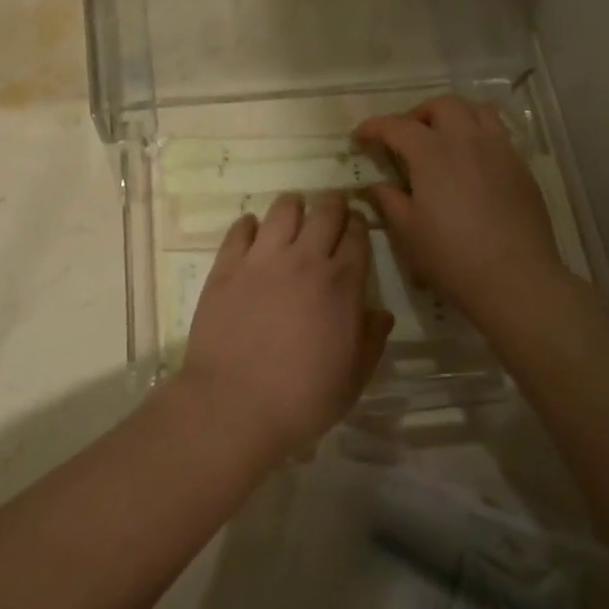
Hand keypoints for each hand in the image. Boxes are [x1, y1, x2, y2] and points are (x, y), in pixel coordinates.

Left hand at [178, 191, 393, 457]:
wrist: (234, 404)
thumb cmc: (302, 398)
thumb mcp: (353, 378)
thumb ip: (371, 340)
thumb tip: (381, 313)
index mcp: (342, 284)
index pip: (357, 236)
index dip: (360, 225)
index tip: (357, 224)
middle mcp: (305, 260)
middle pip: (325, 212)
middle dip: (333, 204)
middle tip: (332, 206)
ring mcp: (262, 259)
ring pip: (283, 210)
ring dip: (293, 205)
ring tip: (294, 210)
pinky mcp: (226, 266)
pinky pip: (240, 229)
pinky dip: (249, 224)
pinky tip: (252, 230)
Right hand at [354, 96, 567, 327]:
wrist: (516, 279)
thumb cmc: (452, 257)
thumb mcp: (408, 231)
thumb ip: (388, 200)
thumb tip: (376, 185)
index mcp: (432, 152)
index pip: (396, 126)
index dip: (374, 127)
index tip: (360, 137)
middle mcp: (467, 140)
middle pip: (441, 105)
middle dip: (417, 114)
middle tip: (404, 137)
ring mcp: (499, 150)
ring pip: (476, 110)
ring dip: (453, 116)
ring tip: (442, 139)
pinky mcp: (521, 167)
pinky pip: (498, 134)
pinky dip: (478, 135)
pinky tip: (471, 163)